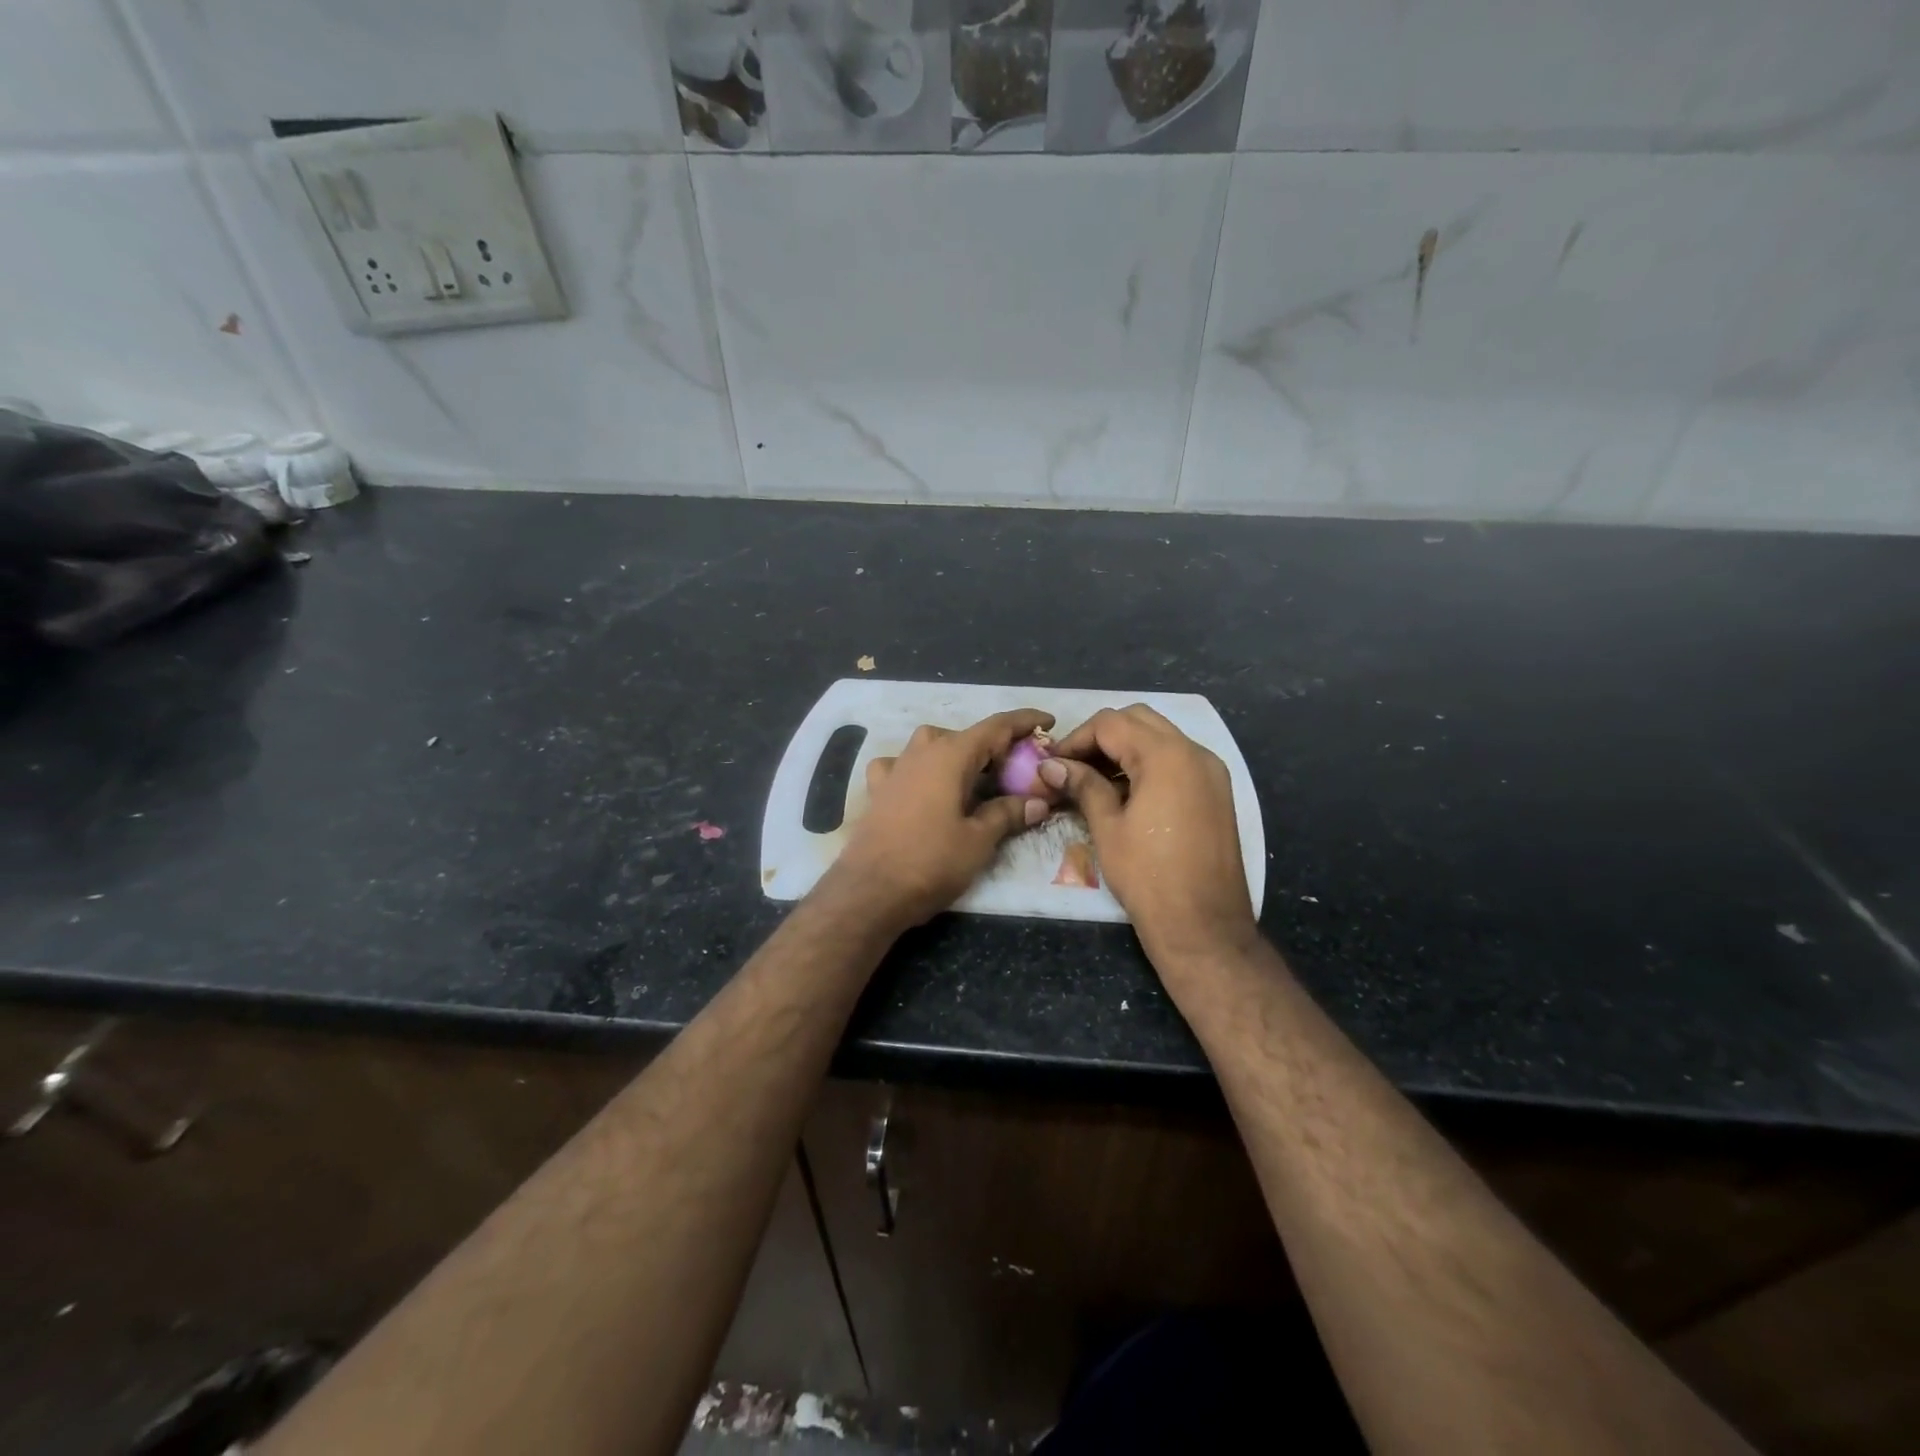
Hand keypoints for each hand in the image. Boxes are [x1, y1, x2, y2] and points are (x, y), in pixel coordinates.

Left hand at [827, 709, 1055, 929]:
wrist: (870, 891)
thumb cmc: (931, 862)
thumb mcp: (979, 840)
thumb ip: (1008, 814)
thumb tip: (1037, 802)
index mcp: (950, 755)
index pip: (995, 727)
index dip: (1024, 721)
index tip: (1048, 721)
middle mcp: (921, 752)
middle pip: (965, 736)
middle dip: (994, 746)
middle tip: (1018, 767)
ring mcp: (895, 768)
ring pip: (932, 745)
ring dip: (957, 754)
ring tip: (974, 778)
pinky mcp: (878, 790)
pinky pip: (903, 765)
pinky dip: (919, 769)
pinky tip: (923, 786)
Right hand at [1039, 705, 1257, 965]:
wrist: (1204, 926)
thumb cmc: (1148, 876)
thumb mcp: (1108, 827)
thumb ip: (1082, 785)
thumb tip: (1051, 766)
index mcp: (1167, 755)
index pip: (1111, 724)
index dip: (1076, 739)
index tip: (1053, 764)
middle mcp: (1195, 752)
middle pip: (1139, 720)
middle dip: (1101, 737)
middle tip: (1073, 767)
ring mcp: (1211, 772)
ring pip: (1161, 737)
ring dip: (1125, 749)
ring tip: (1094, 780)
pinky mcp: (1217, 792)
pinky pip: (1178, 760)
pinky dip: (1149, 764)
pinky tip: (1125, 792)